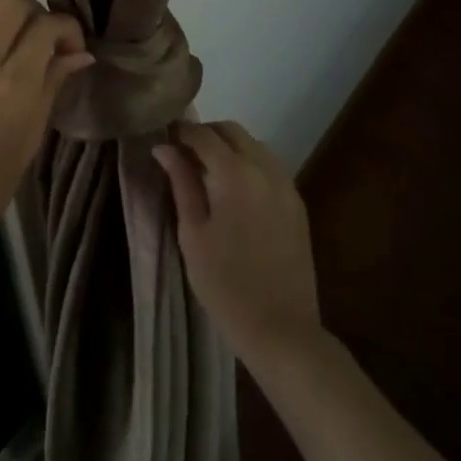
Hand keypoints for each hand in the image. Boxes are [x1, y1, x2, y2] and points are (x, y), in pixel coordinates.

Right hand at [153, 121, 321, 370]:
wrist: (281, 330)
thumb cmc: (224, 284)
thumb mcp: (192, 233)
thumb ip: (181, 183)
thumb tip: (163, 147)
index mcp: (235, 175)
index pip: (204, 134)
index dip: (181, 131)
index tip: (164, 140)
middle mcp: (265, 169)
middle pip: (232, 131)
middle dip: (206, 134)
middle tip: (182, 154)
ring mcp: (286, 185)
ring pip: (254, 145)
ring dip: (229, 147)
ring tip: (206, 172)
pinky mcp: (297, 203)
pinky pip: (269, 166)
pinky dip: (248, 163)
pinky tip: (233, 189)